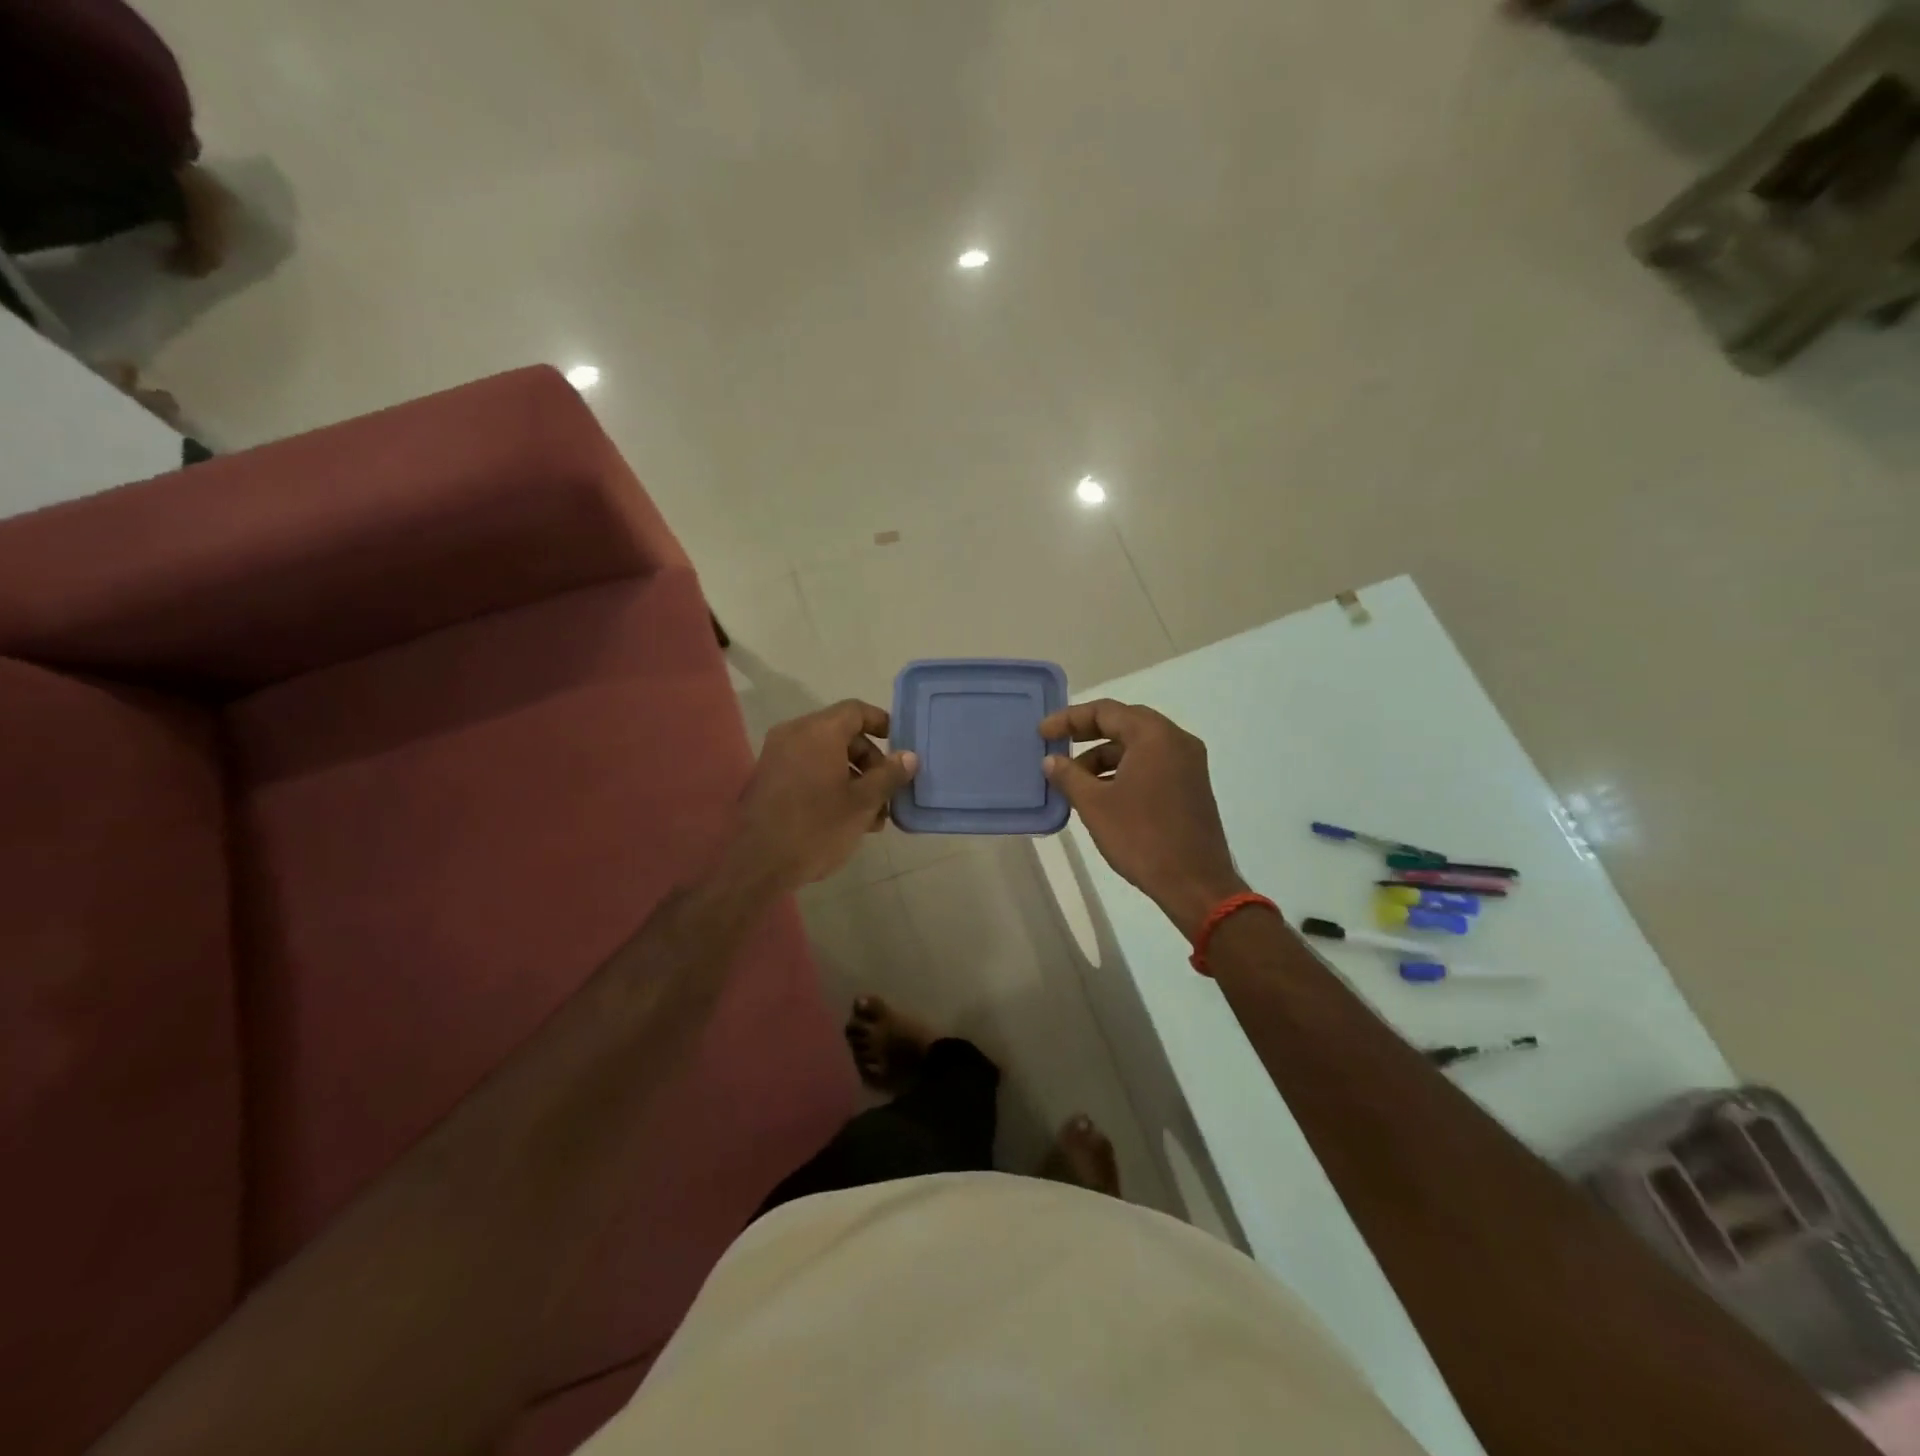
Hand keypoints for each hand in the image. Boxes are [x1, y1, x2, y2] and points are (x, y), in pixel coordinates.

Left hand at [731, 701, 917, 889]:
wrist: (758, 865)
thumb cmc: (817, 828)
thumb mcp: (863, 803)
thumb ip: (889, 775)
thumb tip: (909, 756)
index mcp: (818, 732)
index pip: (856, 710)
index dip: (881, 722)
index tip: (900, 746)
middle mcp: (794, 735)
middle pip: (841, 734)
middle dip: (870, 761)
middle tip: (888, 792)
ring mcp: (777, 756)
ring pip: (825, 755)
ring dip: (852, 777)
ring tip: (872, 815)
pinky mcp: (768, 778)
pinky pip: (807, 768)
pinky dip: (829, 782)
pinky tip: (846, 817)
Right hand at [1040, 699, 1246, 938]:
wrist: (1195, 883)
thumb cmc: (1141, 838)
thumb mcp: (1095, 805)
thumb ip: (1069, 776)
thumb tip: (1051, 760)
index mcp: (1154, 736)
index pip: (1106, 712)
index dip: (1069, 719)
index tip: (1043, 733)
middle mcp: (1176, 741)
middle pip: (1124, 723)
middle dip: (1087, 734)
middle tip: (1057, 746)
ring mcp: (1189, 764)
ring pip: (1138, 746)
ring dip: (1104, 756)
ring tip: (1075, 780)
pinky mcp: (1191, 786)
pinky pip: (1152, 764)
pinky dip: (1124, 770)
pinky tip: (1102, 793)